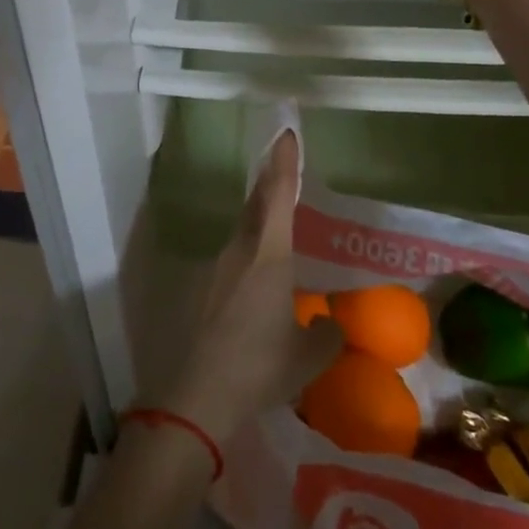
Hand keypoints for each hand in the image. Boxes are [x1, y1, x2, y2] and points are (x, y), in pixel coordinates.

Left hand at [162, 131, 341, 444]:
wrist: (197, 395)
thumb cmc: (258, 367)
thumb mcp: (307, 357)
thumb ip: (326, 335)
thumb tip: (331, 324)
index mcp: (268, 255)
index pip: (278, 196)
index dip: (284, 163)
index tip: (287, 133)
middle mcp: (240, 251)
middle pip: (256, 204)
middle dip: (270, 180)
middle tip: (283, 163)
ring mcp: (217, 268)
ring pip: (243, 229)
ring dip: (259, 215)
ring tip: (278, 216)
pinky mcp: (204, 289)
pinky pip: (235, 255)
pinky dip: (250, 248)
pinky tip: (259, 273)